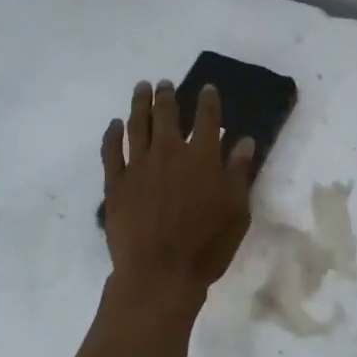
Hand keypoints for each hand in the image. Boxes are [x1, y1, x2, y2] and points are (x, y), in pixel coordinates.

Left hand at [102, 80, 255, 299]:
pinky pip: (111, 151)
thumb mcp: (237, 212)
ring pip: (137, 125)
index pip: (207, 118)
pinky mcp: (115, 183)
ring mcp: (138, 166)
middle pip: (166, 115)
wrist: (159, 273)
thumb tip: (245, 141)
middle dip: (166, 96)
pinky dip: (113, 134)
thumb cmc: (206, 246)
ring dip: (139, 104)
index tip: (207, 88)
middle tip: (164, 84)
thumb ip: (239, 173)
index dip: (208, 100)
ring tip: (141, 89)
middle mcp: (169, 152)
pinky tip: (114, 125)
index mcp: (202, 157)